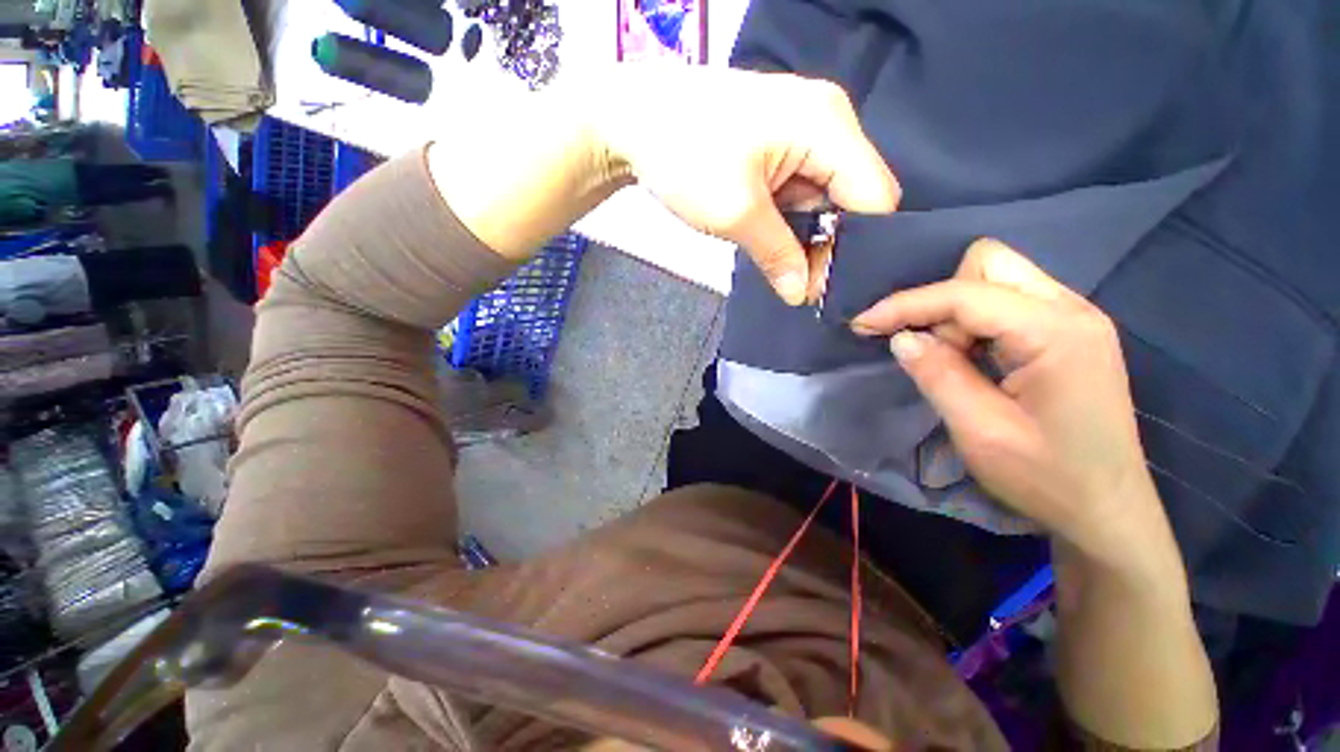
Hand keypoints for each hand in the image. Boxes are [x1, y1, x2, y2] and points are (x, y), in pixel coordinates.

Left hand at [595, 67, 900, 304]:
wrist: (635, 122)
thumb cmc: (686, 158)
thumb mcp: (736, 214)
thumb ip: (777, 256)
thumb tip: (801, 296)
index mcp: (829, 127)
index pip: (875, 197)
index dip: (860, 248)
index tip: (829, 288)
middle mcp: (828, 125)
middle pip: (853, 199)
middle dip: (832, 247)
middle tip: (805, 289)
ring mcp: (804, 136)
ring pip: (826, 201)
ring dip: (808, 239)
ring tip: (788, 273)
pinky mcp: (781, 150)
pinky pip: (802, 194)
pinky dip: (792, 225)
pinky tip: (776, 247)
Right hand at [850, 239, 1175, 569]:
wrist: (1106, 510)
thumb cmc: (1047, 477)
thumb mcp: (980, 431)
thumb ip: (937, 375)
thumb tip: (900, 337)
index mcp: (1056, 331)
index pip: (965, 292)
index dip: (906, 305)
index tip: (862, 325)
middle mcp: (1071, 309)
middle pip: (988, 264)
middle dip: (940, 301)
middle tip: (930, 350)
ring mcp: (1073, 318)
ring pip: (994, 280)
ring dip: (956, 314)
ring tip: (952, 363)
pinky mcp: (1066, 332)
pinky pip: (1005, 304)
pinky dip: (973, 324)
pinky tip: (971, 360)